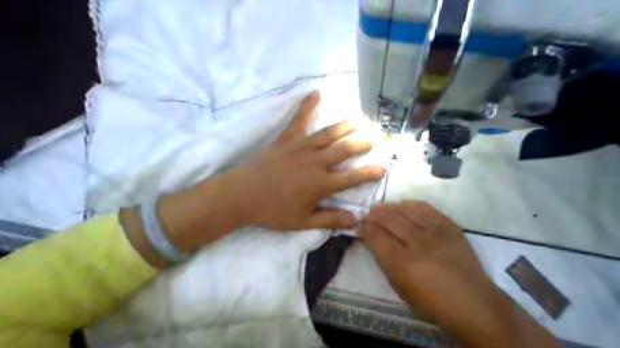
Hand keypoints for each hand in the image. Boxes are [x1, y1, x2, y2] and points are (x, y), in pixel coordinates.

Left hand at [124, 91, 385, 264]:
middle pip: (344, 150)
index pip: (351, 178)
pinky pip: (298, 119)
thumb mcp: (302, 221)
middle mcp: (315, 163)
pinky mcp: (286, 139)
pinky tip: (316, 93)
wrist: (241, 195)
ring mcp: (301, 147)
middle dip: (362, 142)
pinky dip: (307, 106)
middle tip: (375, 136)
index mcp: (320, 185)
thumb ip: (329, 219)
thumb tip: (355, 221)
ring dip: (346, 125)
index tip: (382, 168)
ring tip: (361, 117)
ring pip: (329, 134)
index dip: (369, 173)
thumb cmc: (273, 211)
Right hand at [362, 202, 492, 326]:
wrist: (474, 302)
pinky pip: (426, 208)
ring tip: (380, 207)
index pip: (376, 237)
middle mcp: (418, 243)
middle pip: (389, 220)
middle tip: (367, 214)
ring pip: (406, 210)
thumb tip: (373, 240)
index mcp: (403, 264)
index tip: (359, 225)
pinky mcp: (450, 226)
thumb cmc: (432, 302)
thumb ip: (384, 261)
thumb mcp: (400, 288)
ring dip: (389, 207)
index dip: (364, 229)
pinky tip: (403, 205)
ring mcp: (436, 232)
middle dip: (373, 216)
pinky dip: (411, 204)